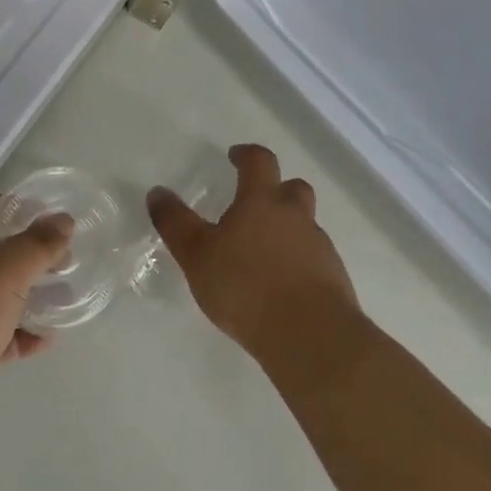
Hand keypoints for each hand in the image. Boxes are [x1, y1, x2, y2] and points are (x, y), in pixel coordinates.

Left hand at [0, 195, 72, 454]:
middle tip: (63, 261)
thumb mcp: (5, 273)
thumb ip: (38, 244)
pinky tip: (43, 342)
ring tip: (63, 299)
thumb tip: (63, 219)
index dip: (13, 207)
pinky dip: (13, 333)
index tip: (48, 220)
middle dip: (26, 255)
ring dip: (25, 295)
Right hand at [146, 144, 360, 365]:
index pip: (260, 161)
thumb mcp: (197, 255)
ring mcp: (319, 246)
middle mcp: (295, 216)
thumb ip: (176, 223)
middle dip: (276, 189)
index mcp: (262, 201)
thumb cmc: (246, 286)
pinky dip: (299, 262)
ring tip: (263, 254)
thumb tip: (157, 192)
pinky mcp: (333, 278)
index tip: (235, 157)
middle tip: (255, 204)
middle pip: (293, 188)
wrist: (310, 335)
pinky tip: (282, 286)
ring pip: (305, 225)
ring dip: (288, 229)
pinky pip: (314, 258)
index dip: (247, 155)